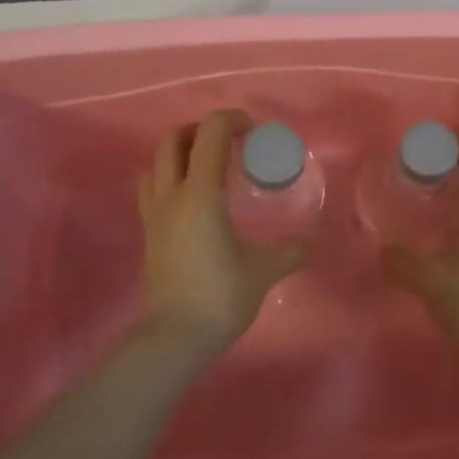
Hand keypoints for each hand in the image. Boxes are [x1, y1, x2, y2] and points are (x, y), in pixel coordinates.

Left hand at [136, 110, 307, 359]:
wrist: (175, 337)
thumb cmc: (220, 295)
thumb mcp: (264, 270)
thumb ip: (290, 251)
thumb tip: (310, 242)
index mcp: (200, 194)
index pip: (209, 134)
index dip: (231, 120)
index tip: (253, 131)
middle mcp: (171, 195)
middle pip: (172, 140)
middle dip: (200, 130)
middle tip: (228, 142)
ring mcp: (154, 214)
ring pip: (155, 163)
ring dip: (179, 152)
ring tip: (206, 165)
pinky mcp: (148, 233)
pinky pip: (151, 189)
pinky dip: (169, 177)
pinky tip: (192, 198)